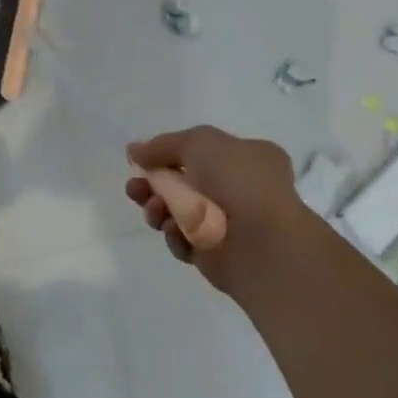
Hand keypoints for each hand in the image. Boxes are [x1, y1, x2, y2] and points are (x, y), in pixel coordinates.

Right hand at [124, 126, 315, 295]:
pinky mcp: (216, 254)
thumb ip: (162, 145)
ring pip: (179, 212)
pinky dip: (176, 235)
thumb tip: (133, 150)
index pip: (202, 150)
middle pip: (184, 181)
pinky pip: (185, 240)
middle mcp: (240, 188)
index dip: (170, 154)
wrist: (263, 243)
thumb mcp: (199, 142)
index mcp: (248, 157)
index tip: (143, 159)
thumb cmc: (238, 181)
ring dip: (159, 208)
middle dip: (155, 183)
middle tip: (135, 187)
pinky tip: (176, 231)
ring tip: (154, 210)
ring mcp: (229, 223)